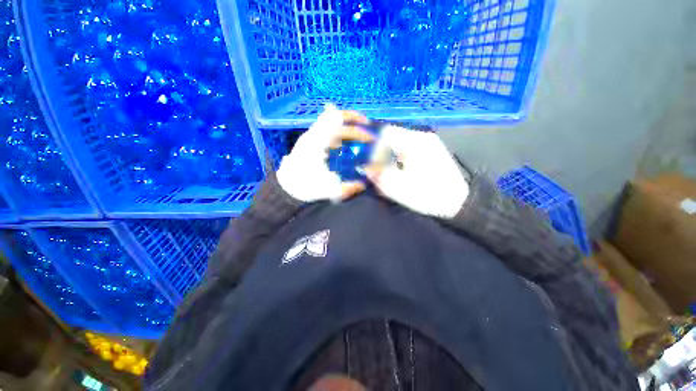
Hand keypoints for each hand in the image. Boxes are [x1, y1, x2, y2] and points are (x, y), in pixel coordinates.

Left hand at [277, 105, 373, 202]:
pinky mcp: (309, 141)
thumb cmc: (305, 188)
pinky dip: (337, 129)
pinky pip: (326, 128)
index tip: (370, 139)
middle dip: (354, 120)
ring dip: (346, 122)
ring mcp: (310, 136)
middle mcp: (313, 136)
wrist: (286, 187)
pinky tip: (344, 138)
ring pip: (330, 120)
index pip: (340, 128)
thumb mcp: (327, 191)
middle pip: (335, 117)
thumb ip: (347, 188)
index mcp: (317, 144)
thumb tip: (362, 185)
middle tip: (367, 126)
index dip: (358, 131)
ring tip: (359, 127)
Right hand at [365, 125, 468, 218]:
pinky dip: (400, 156)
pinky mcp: (432, 149)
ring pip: (400, 142)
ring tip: (389, 171)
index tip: (372, 164)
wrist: (458, 202)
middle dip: (381, 152)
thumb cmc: (427, 194)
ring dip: (390, 155)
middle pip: (392, 136)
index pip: (385, 133)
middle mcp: (421, 136)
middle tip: (378, 169)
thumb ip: (377, 175)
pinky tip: (402, 170)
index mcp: (413, 142)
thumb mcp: (397, 187)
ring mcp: (429, 142)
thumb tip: (364, 167)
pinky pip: (409, 147)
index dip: (374, 147)